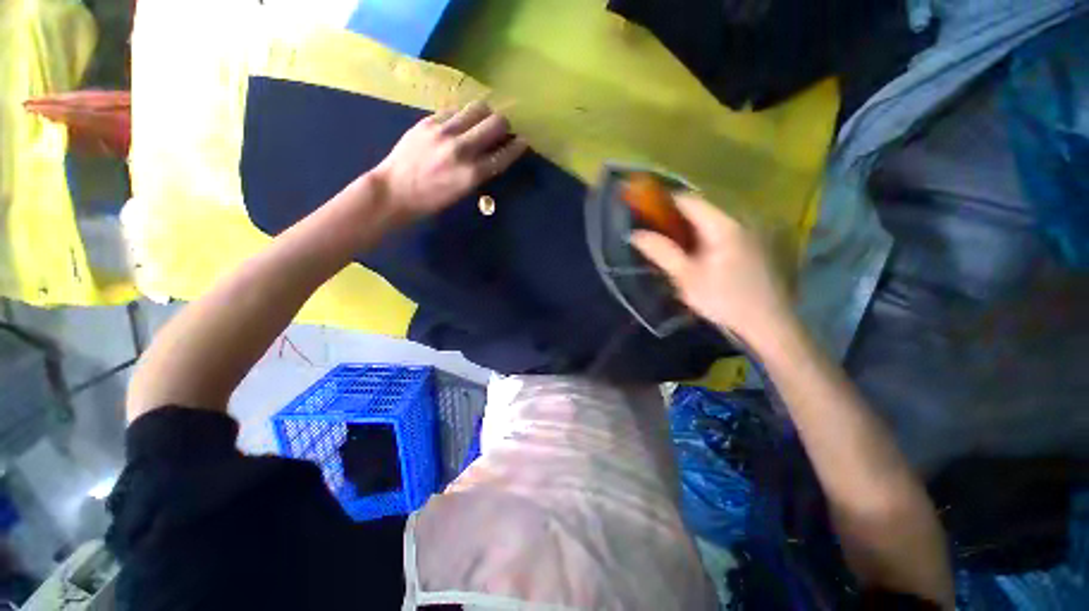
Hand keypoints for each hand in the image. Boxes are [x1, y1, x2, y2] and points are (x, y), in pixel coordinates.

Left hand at [371, 101, 527, 218]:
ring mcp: (444, 132)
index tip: (522, 141)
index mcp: (473, 174)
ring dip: (485, 114)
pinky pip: (455, 110)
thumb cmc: (433, 199)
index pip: (504, 154)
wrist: (395, 190)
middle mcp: (462, 149)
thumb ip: (482, 170)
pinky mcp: (428, 121)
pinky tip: (458, 125)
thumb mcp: (464, 191)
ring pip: (477, 108)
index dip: (517, 146)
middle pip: (496, 122)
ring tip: (481, 122)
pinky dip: (462, 116)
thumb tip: (495, 152)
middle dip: (504, 125)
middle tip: (500, 130)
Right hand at [630, 195, 792, 346]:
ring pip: (711, 219)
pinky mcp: (754, 243)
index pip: (688, 200)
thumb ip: (661, 252)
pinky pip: (722, 229)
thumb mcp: (686, 278)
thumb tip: (635, 234)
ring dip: (689, 227)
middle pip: (700, 208)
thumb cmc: (723, 299)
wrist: (767, 322)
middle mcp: (738, 220)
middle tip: (655, 232)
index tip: (645, 213)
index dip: (664, 203)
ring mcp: (749, 230)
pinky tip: (697, 253)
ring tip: (672, 243)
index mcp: (721, 225)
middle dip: (675, 217)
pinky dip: (704, 235)